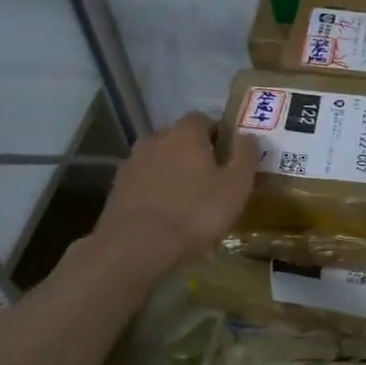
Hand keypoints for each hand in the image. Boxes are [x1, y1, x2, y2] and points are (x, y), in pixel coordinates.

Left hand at [74, 113, 257, 278]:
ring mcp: (133, 163)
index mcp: (186, 133)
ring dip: (173, 172)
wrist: (137, 245)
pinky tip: (166, 214)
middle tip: (211, 180)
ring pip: (160, 160)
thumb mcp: (236, 186)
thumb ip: (245, 155)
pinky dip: (156, 190)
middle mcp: (156, 139)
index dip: (219, 135)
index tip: (229, 158)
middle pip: (180, 138)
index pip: (204, 119)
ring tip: (187, 200)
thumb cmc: (196, 212)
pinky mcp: (118, 188)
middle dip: (195, 153)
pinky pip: (145, 181)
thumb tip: (248, 136)